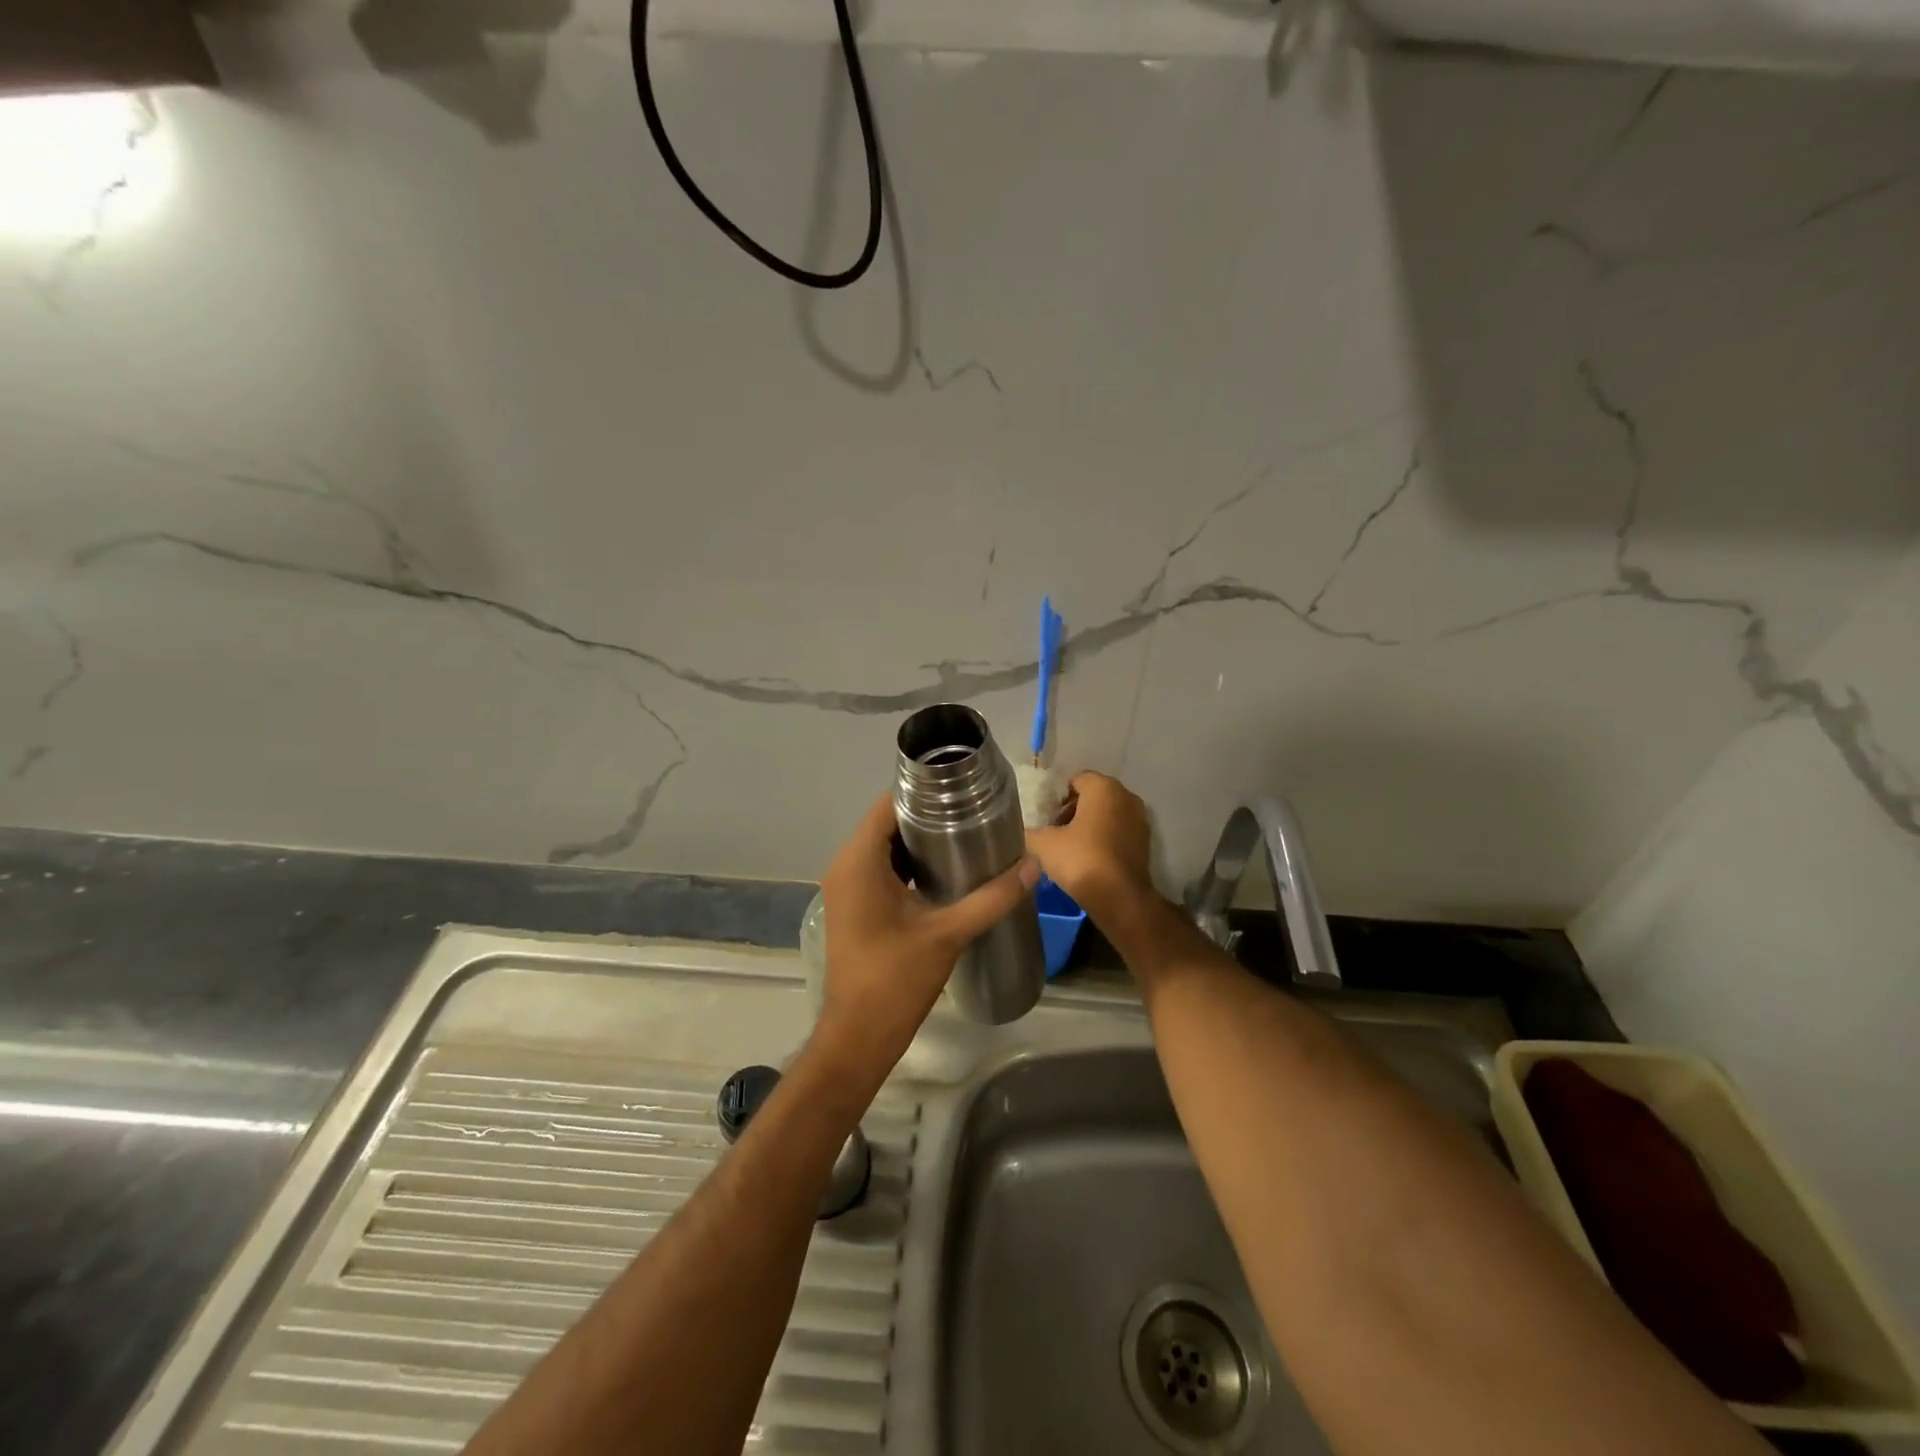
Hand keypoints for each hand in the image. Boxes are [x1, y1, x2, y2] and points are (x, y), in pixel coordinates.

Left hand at [811, 794, 1038, 1091]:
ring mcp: (846, 888)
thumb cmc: (895, 981)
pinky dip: (907, 864)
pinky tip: (944, 870)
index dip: (923, 792)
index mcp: (859, 863)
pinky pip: (879, 869)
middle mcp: (845, 867)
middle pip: (885, 823)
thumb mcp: (948, 934)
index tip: (962, 790)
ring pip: (883, 847)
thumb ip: (992, 898)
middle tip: (972, 812)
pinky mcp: (854, 907)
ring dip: (918, 841)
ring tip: (965, 835)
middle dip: (927, 816)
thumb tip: (1032, 865)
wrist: (858, 1037)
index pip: (887, 805)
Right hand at [1026, 771, 1155, 916]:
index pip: (1076, 779)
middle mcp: (1126, 796)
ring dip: (1089, 824)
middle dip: (1072, 809)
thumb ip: (1030, 831)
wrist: (1119, 899)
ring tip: (1068, 846)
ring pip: (1107, 814)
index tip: (1045, 816)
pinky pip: (1118, 831)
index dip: (1057, 796)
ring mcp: (1140, 819)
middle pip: (1093, 796)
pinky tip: (1088, 858)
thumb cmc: (1081, 860)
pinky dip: (1104, 838)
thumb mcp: (1043, 844)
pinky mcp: (1145, 842)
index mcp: (1104, 787)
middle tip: (1054, 830)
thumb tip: (1022, 831)